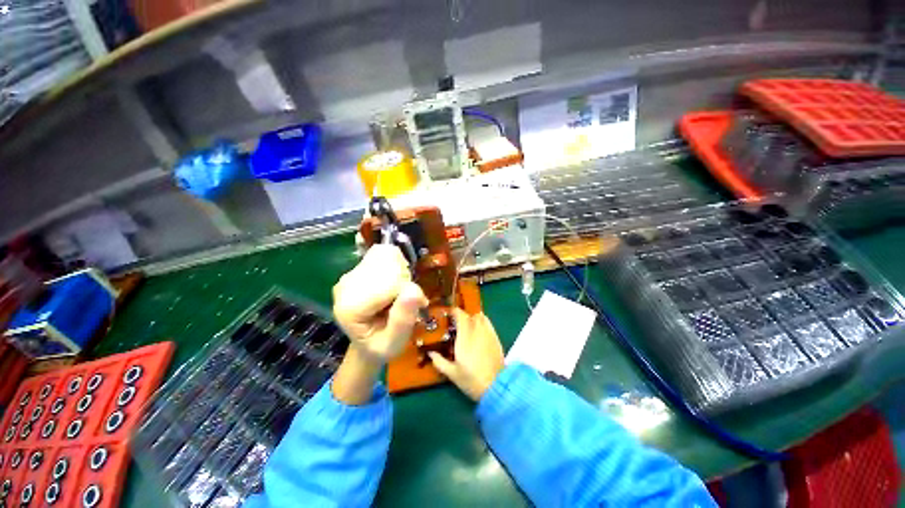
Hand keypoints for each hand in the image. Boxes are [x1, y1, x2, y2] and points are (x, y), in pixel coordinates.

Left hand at [332, 245, 427, 404]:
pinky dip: (396, 264)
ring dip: (401, 271)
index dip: (407, 291)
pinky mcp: (357, 267)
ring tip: (398, 292)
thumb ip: (403, 320)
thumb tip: (413, 291)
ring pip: (387, 255)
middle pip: (387, 263)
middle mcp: (345, 286)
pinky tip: (393, 282)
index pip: (389, 282)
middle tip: (404, 300)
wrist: (367, 341)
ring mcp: (350, 274)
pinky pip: (385, 253)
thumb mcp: (395, 342)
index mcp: (350, 307)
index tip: (413, 307)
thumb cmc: (381, 346)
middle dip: (404, 279)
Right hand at [428, 309, 504, 401]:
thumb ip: (439, 361)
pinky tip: (479, 332)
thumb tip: (430, 353)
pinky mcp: (496, 338)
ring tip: (469, 327)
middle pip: (470, 315)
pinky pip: (489, 324)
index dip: (454, 312)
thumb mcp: (452, 373)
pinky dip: (483, 323)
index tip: (449, 314)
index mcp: (465, 336)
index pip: (460, 315)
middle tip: (457, 324)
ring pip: (481, 317)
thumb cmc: (471, 379)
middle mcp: (477, 331)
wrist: (496, 387)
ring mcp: (488, 333)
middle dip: (463, 317)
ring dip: (474, 318)